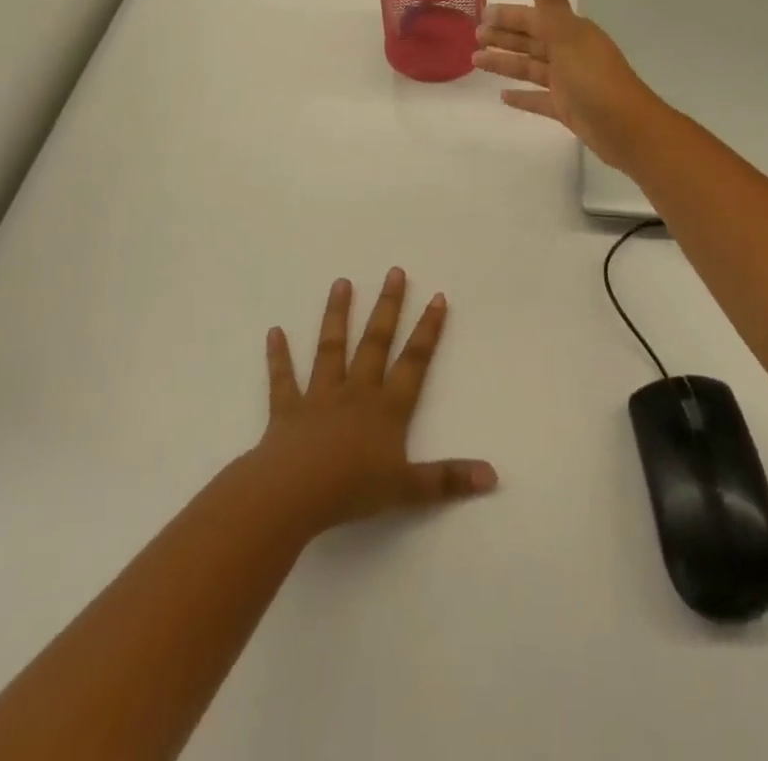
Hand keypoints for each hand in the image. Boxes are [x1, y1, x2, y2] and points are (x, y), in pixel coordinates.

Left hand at [257, 268, 496, 532]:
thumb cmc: (352, 490)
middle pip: (375, 342)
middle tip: (394, 272)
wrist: (292, 495)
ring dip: (337, 316)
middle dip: (388, 307)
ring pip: (331, 349)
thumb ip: (448, 480)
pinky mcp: (286, 411)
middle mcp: (356, 392)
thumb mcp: (408, 489)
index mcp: (387, 408)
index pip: (414, 361)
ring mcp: (319, 397)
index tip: (437, 297)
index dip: (428, 330)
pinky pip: (283, 380)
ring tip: (341, 283)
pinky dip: (278, 357)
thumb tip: (493, 476)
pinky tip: (274, 332)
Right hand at [472, 0, 669, 173]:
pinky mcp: (568, 109)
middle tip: (474, 36)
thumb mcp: (568, 36)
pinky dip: (522, 96)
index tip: (482, 14)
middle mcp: (570, 54)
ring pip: (531, 68)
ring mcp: (569, 83)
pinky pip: (539, 99)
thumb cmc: (596, 80)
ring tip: (476, 61)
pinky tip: (502, 97)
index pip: (534, 18)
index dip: (509, 15)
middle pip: (531, 41)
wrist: (628, 130)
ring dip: (506, 63)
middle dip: (504, 37)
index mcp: (572, 33)